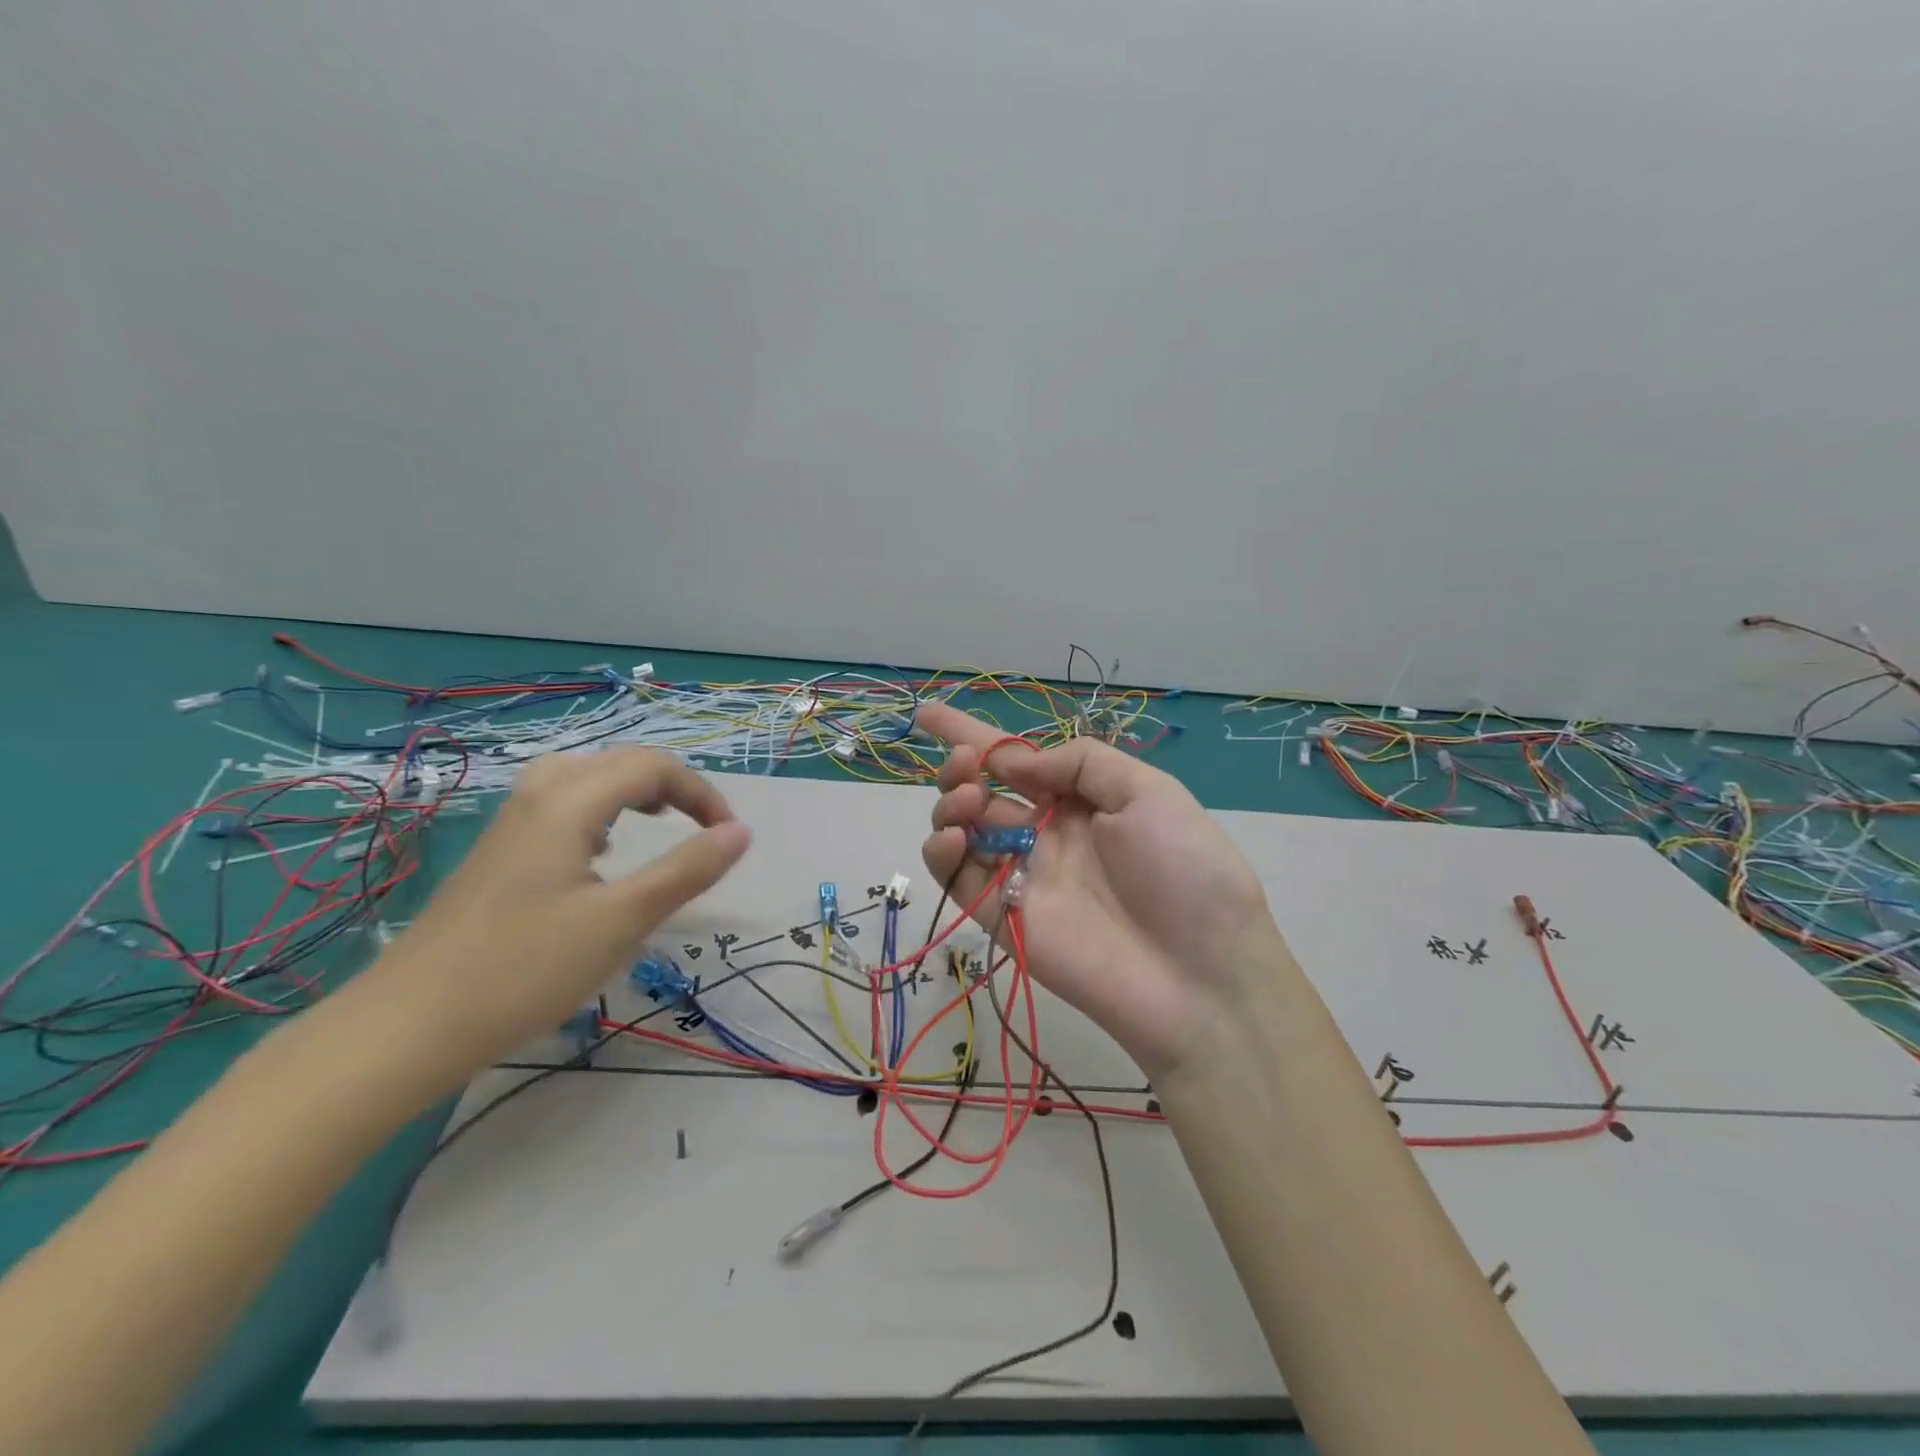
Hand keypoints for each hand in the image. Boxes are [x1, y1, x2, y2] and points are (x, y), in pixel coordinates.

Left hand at [356, 748, 750, 1094]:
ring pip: (584, 776)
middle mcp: (539, 797)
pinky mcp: (498, 852)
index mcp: (570, 802)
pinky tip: (599, 853)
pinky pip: (561, 802)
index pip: (653, 766)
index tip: (727, 838)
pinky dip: (600, 809)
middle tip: (701, 828)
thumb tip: (740, 832)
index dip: (701, 793)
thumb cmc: (525, 968)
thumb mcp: (622, 920)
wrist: (408, 1024)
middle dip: (671, 785)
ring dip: (632, 790)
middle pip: (618, 761)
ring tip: (654, 822)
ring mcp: (511, 823)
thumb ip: (687, 870)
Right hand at [917, 701, 1278, 1081]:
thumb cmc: (1184, 872)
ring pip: (961, 831)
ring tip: (967, 801)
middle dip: (960, 768)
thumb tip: (1017, 760)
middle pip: (981, 792)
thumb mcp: (1150, 794)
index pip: (1017, 761)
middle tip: (964, 766)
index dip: (972, 735)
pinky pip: (957, 878)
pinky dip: (941, 853)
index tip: (927, 713)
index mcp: (1080, 801)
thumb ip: (1082, 763)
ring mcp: (1021, 876)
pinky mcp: (1001, 918)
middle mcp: (1045, 833)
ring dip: (950, 804)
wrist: (1199, 978)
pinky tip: (951, 838)